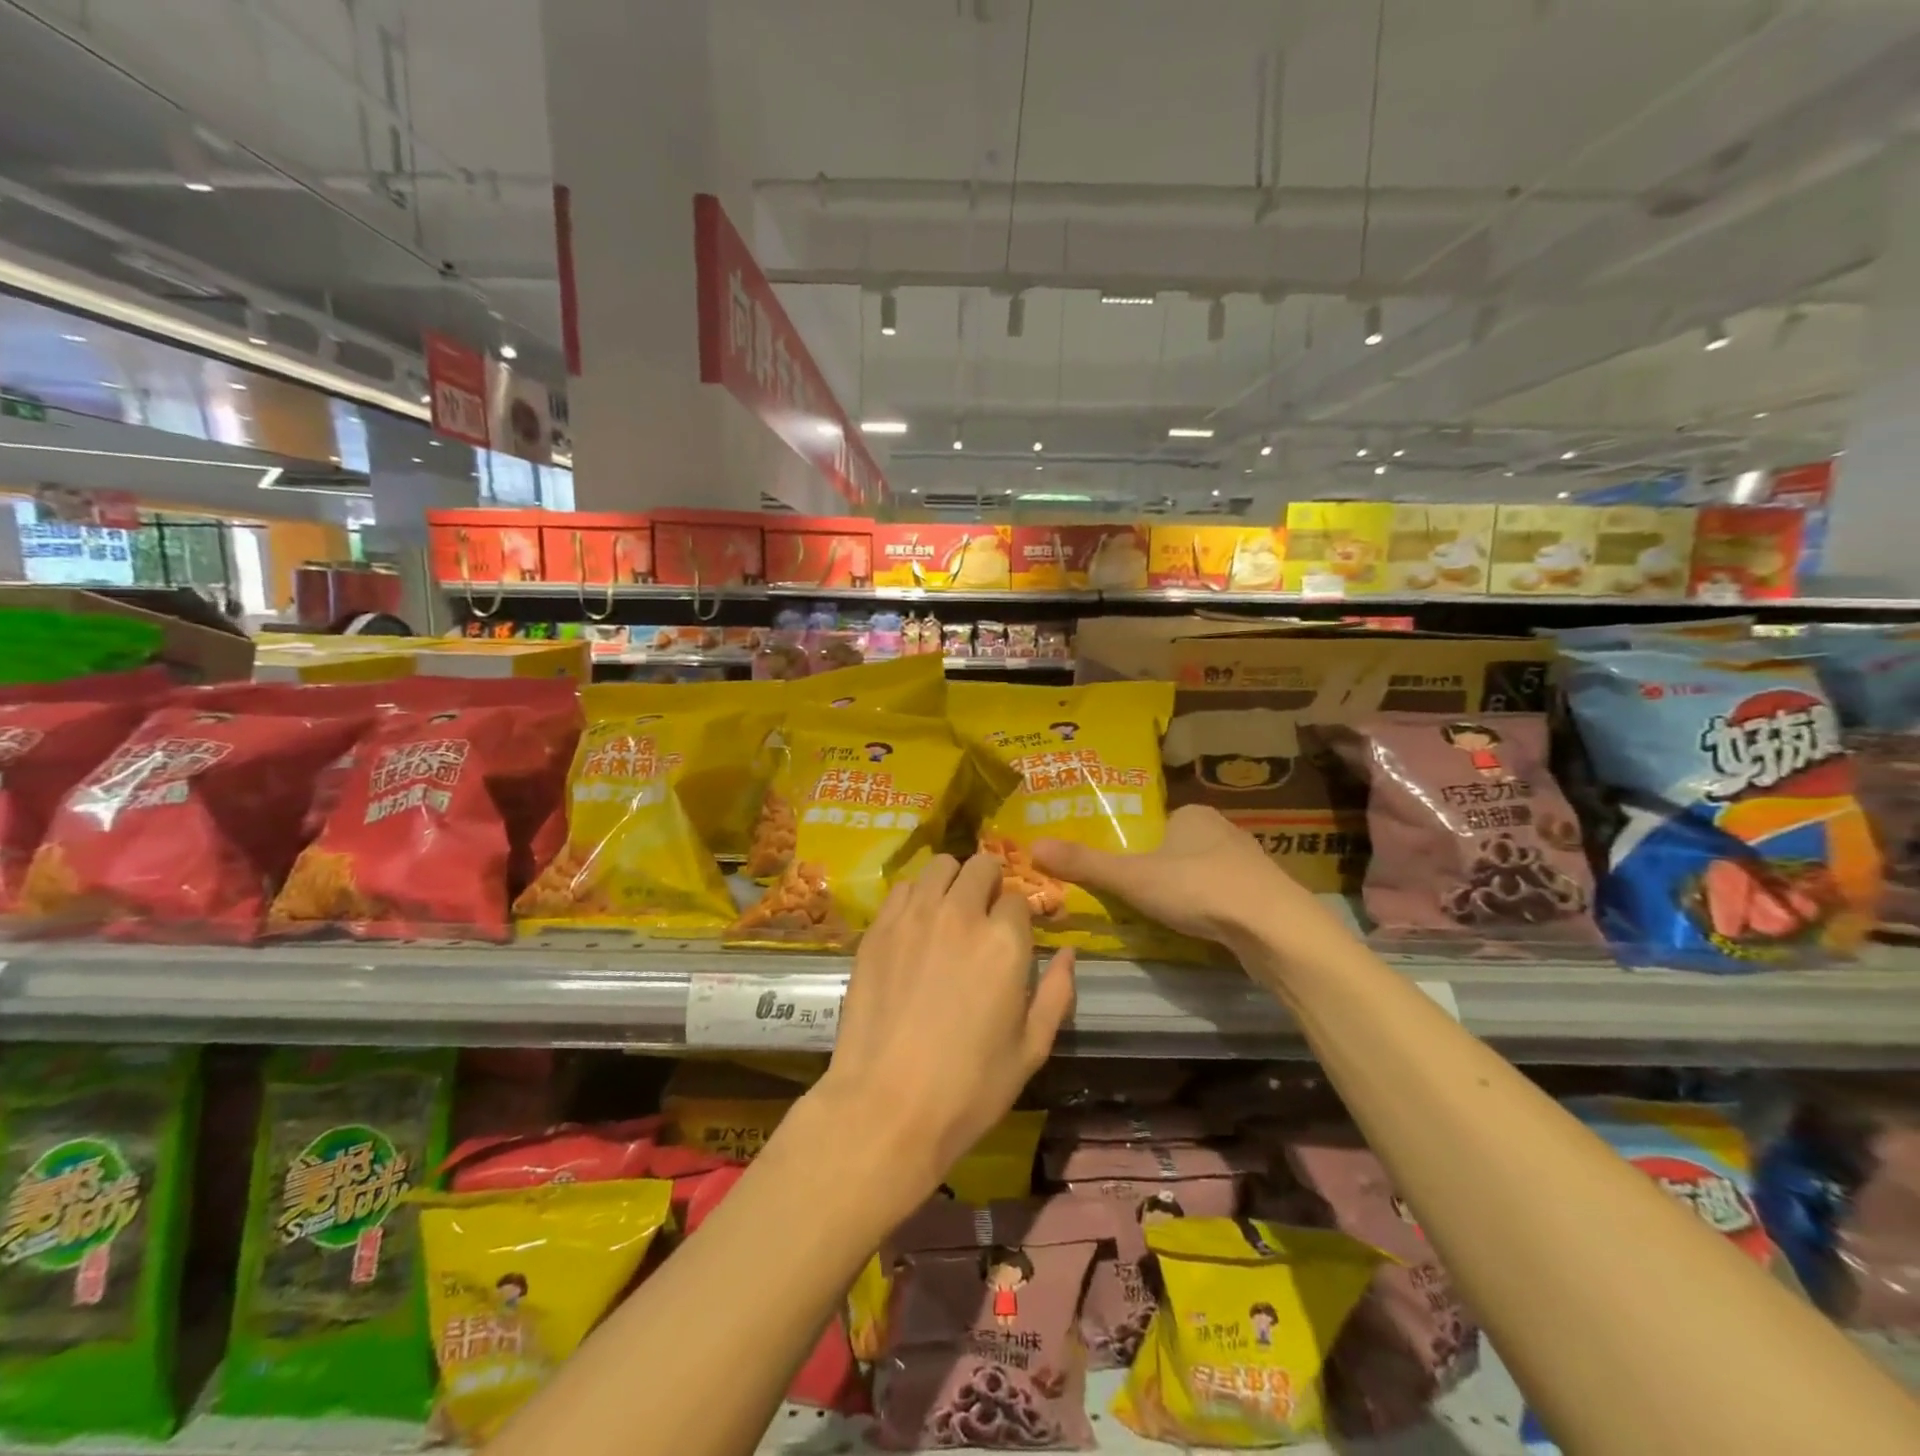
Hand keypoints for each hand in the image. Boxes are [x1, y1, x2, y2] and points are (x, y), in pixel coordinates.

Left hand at [813, 853, 1074, 1201]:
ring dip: (952, 880)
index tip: (1013, 934)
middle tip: (984, 913)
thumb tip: (1068, 953)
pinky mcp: (878, 928)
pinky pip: (902, 887)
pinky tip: (914, 925)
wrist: (886, 1106)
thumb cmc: (969, 1088)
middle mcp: (961, 914)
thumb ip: (1056, 993)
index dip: (1019, 916)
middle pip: (981, 866)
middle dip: (989, 882)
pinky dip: (915, 895)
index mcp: (1005, 942)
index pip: (1018, 898)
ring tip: (949, 910)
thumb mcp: (1031, 1049)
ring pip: (940, 866)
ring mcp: (914, 916)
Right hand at [1033, 805, 1323, 949]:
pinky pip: (1226, 896)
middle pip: (1178, 848)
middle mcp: (1223, 829)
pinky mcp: (1265, 895)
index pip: (1155, 823)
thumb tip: (1032, 846)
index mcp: (1192, 813)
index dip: (1135, 846)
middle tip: (1135, 898)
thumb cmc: (1197, 888)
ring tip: (1165, 917)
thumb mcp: (1131, 877)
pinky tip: (1201, 929)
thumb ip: (1085, 864)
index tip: (1120, 872)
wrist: (1274, 928)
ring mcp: (1249, 863)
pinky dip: (1210, 909)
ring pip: (1204, 873)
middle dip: (1159, 871)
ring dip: (1186, 892)